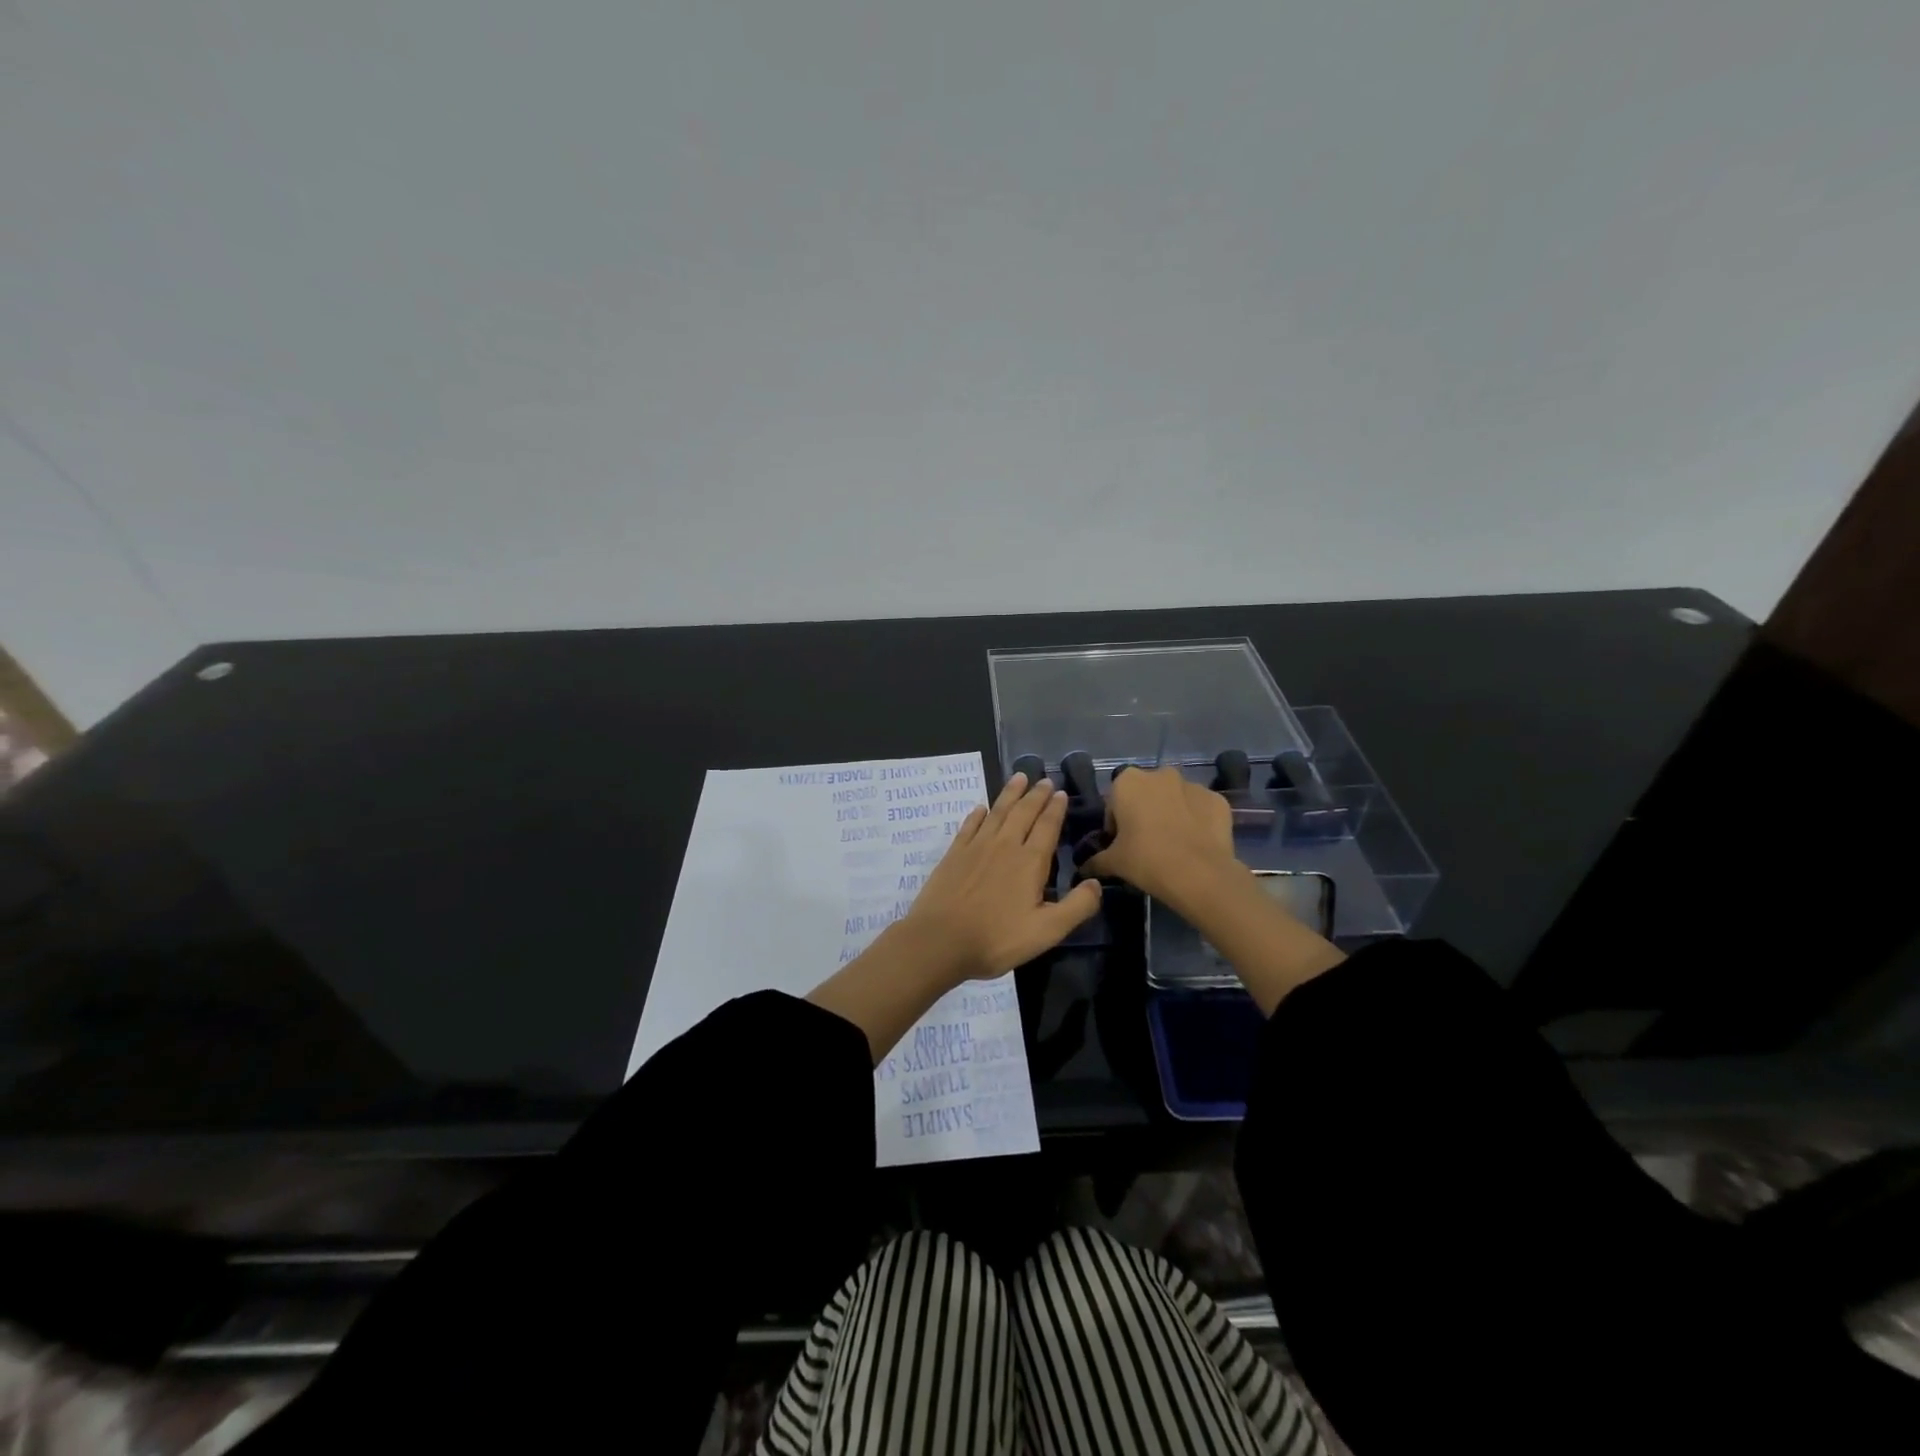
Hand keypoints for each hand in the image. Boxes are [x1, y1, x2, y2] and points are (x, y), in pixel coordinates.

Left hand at [903, 772, 1101, 983]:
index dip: (1055, 809)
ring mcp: (976, 847)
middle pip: (1023, 812)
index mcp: (1029, 862)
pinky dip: (978, 814)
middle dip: (1036, 795)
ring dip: (1010, 793)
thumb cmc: (997, 938)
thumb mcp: (1046, 931)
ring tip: (1019, 777)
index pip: (1047, 826)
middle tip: (1044, 780)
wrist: (940, 939)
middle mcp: (1004, 845)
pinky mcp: (954, 854)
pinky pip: (969, 825)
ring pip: (997, 812)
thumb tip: (1097, 884)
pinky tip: (981, 808)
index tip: (1061, 792)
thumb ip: (1076, 907)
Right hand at [1082, 765, 1239, 911]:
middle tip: (1145, 844)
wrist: (1199, 874)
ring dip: (1171, 814)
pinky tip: (1195, 844)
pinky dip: (1197, 821)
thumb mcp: (1113, 863)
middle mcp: (1160, 774)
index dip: (1115, 824)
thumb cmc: (1146, 860)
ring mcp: (1193, 784)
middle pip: (1146, 795)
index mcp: (1128, 782)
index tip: (1120, 844)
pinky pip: (1200, 809)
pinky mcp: (1217, 799)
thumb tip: (1084, 868)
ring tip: (1173, 845)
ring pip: (1175, 799)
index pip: (1114, 802)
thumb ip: (1096, 860)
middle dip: (1144, 813)